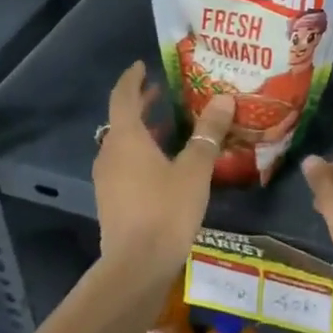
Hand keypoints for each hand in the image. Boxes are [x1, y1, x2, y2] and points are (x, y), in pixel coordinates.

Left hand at [93, 62, 232, 279]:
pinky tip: (166, 162)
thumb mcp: (195, 168)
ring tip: (170, 123)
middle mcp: (110, 153)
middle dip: (141, 103)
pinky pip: (125, 164)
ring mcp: (108, 179)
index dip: (133, 78)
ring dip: (143, 130)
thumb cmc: (166, 210)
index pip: (123, 96)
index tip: (142, 65)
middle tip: (164, 91)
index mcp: (126, 138)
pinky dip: (142, 152)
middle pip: (122, 119)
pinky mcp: (112, 200)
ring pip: (124, 143)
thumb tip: (223, 98)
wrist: (136, 267)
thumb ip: (208, 132)